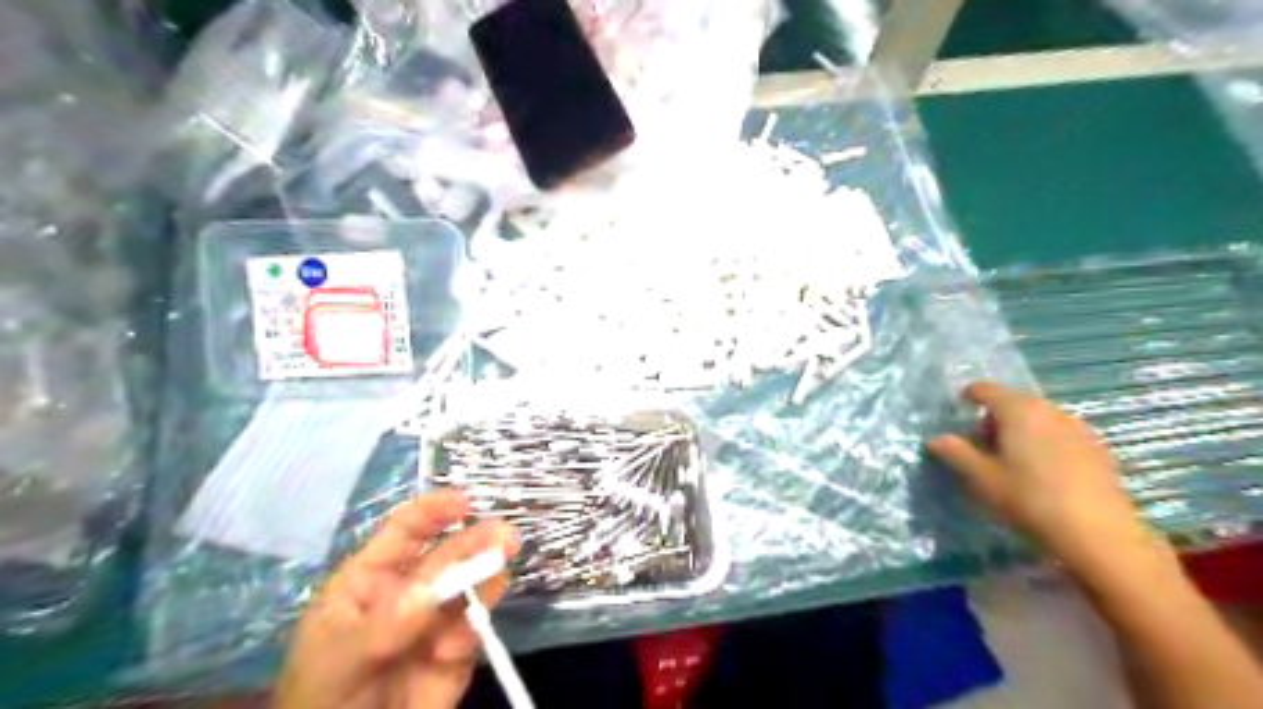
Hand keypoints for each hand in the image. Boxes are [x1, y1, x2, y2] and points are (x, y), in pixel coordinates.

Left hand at [273, 491, 516, 707]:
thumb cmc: (321, 701)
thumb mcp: (343, 658)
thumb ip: (391, 622)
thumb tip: (436, 587)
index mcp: (370, 580)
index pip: (404, 531)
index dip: (433, 511)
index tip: (463, 501)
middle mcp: (408, 593)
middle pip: (446, 556)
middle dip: (474, 542)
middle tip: (506, 536)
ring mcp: (435, 623)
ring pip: (469, 588)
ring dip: (486, 577)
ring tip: (498, 571)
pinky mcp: (457, 654)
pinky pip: (474, 632)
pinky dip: (473, 633)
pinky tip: (454, 650)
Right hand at [925, 385, 1153, 578]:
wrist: (1100, 535)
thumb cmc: (1030, 500)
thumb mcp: (982, 479)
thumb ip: (955, 453)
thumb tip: (935, 439)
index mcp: (1018, 410)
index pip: (985, 390)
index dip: (968, 397)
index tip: (958, 414)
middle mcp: (1049, 410)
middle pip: (1013, 402)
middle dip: (993, 419)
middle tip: (980, 447)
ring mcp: (1077, 428)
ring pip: (1038, 418)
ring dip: (1019, 431)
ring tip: (1010, 462)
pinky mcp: (1097, 449)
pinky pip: (1059, 434)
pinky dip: (1043, 443)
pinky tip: (1042, 474)